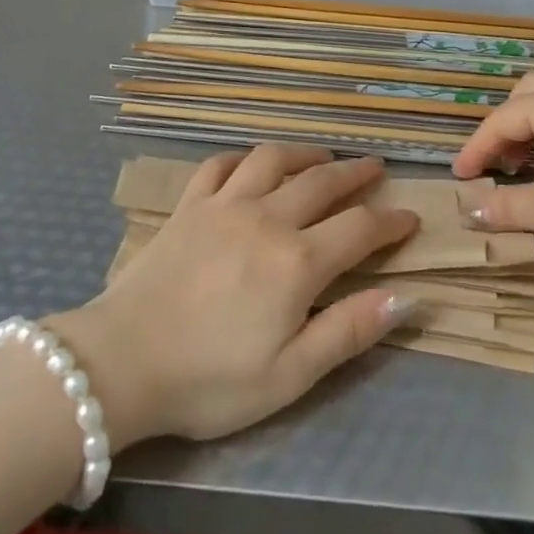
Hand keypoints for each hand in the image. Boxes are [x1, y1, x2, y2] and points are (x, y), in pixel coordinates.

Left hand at [51, 145, 418, 449]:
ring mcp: (224, 204)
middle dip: (356, 173)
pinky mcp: (188, 205)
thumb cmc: (210, 380)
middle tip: (375, 167)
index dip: (390, 222)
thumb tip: (406, 297)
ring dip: (304, 152)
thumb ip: (349, 331)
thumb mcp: (289, 376)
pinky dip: (242, 157)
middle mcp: (266, 218)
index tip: (410, 217)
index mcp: (296, 262)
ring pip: (273, 159)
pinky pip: (220, 164)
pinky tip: (251, 164)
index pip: (359, 228)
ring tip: (322, 156)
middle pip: (322, 182)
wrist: (123, 362)